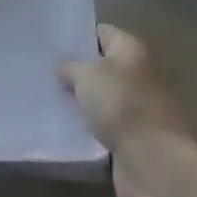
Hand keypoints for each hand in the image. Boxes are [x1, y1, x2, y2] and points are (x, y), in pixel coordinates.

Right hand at [61, 25, 196, 196]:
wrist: (153, 163)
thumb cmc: (121, 106)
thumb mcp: (87, 76)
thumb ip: (71, 66)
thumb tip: (64, 66)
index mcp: (132, 51)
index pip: (102, 32)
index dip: (78, 35)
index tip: (50, 41)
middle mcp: (138, 75)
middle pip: (102, 66)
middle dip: (76, 69)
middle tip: (42, 70)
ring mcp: (137, 109)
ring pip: (101, 98)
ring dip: (80, 101)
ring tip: (46, 97)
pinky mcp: (132, 138)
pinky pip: (104, 126)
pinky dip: (87, 127)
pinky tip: (62, 125)